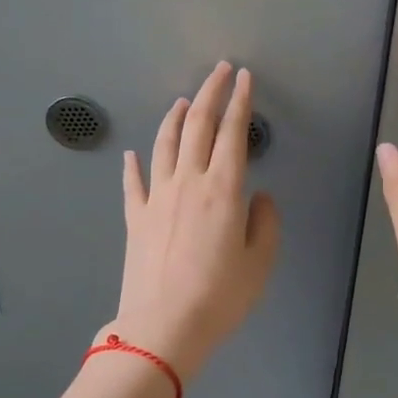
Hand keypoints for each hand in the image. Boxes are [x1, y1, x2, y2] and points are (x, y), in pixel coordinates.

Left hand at [110, 62, 281, 382]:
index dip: (240, 102)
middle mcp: (187, 182)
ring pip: (164, 144)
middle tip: (219, 71)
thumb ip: (265, 222)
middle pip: (197, 126)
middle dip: (210, 93)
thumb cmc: (220, 297)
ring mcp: (156, 198)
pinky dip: (133, 165)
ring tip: (182, 100)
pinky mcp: (135, 218)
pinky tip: (132, 154)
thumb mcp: (260, 262)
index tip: (245, 78)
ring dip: (174, 117)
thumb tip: (258, 197)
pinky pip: (134, 183)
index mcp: (223, 190)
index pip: (233, 133)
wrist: (163, 326)